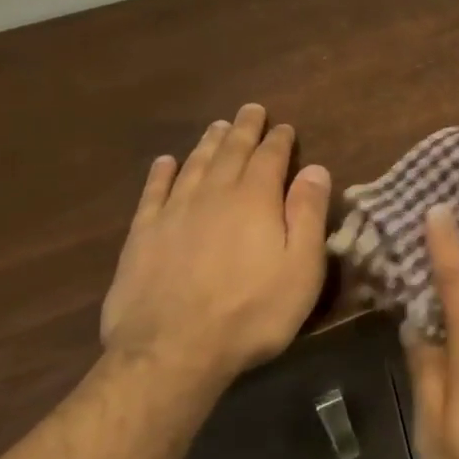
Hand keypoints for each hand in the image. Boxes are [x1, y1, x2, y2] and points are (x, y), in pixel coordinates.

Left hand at [101, 105, 330, 396]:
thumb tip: (316, 170)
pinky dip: (162, 173)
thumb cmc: (253, 312)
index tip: (284, 126)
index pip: (270, 158)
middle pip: (230, 153)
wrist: (174, 349)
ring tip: (216, 126)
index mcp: (256, 200)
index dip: (279, 140)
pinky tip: (166, 162)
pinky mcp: (142, 235)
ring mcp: (173, 212)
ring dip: (207, 143)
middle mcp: (214, 195)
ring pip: (194, 165)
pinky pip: (153, 192)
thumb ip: (309, 215)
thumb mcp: (301, 268)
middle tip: (250, 110)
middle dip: (243, 130)